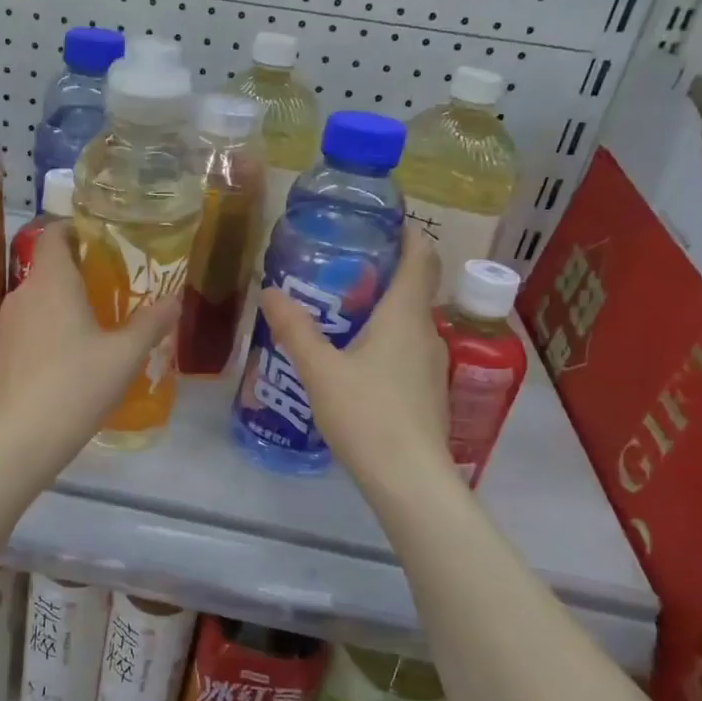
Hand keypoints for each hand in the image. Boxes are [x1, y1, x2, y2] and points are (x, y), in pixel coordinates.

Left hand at [0, 223, 178, 475]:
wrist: (20, 439)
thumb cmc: (77, 385)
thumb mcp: (125, 355)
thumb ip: (151, 323)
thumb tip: (174, 300)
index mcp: (51, 282)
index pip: (53, 235)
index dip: (73, 230)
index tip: (100, 240)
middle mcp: (22, 295)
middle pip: (47, 269)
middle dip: (77, 274)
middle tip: (111, 289)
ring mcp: (5, 326)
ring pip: (37, 301)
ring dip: (61, 305)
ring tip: (93, 326)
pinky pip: (27, 329)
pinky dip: (47, 332)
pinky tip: (67, 360)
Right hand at [258, 224, 454, 495]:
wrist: (409, 480)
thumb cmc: (367, 415)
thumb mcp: (320, 370)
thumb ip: (295, 329)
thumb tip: (269, 291)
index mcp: (405, 316)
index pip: (419, 257)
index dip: (407, 233)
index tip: (382, 220)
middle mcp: (427, 332)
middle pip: (413, 287)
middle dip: (382, 271)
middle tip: (339, 266)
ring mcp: (432, 365)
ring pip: (409, 322)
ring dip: (381, 309)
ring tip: (339, 311)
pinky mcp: (427, 391)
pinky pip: (407, 349)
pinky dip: (384, 339)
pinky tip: (352, 358)